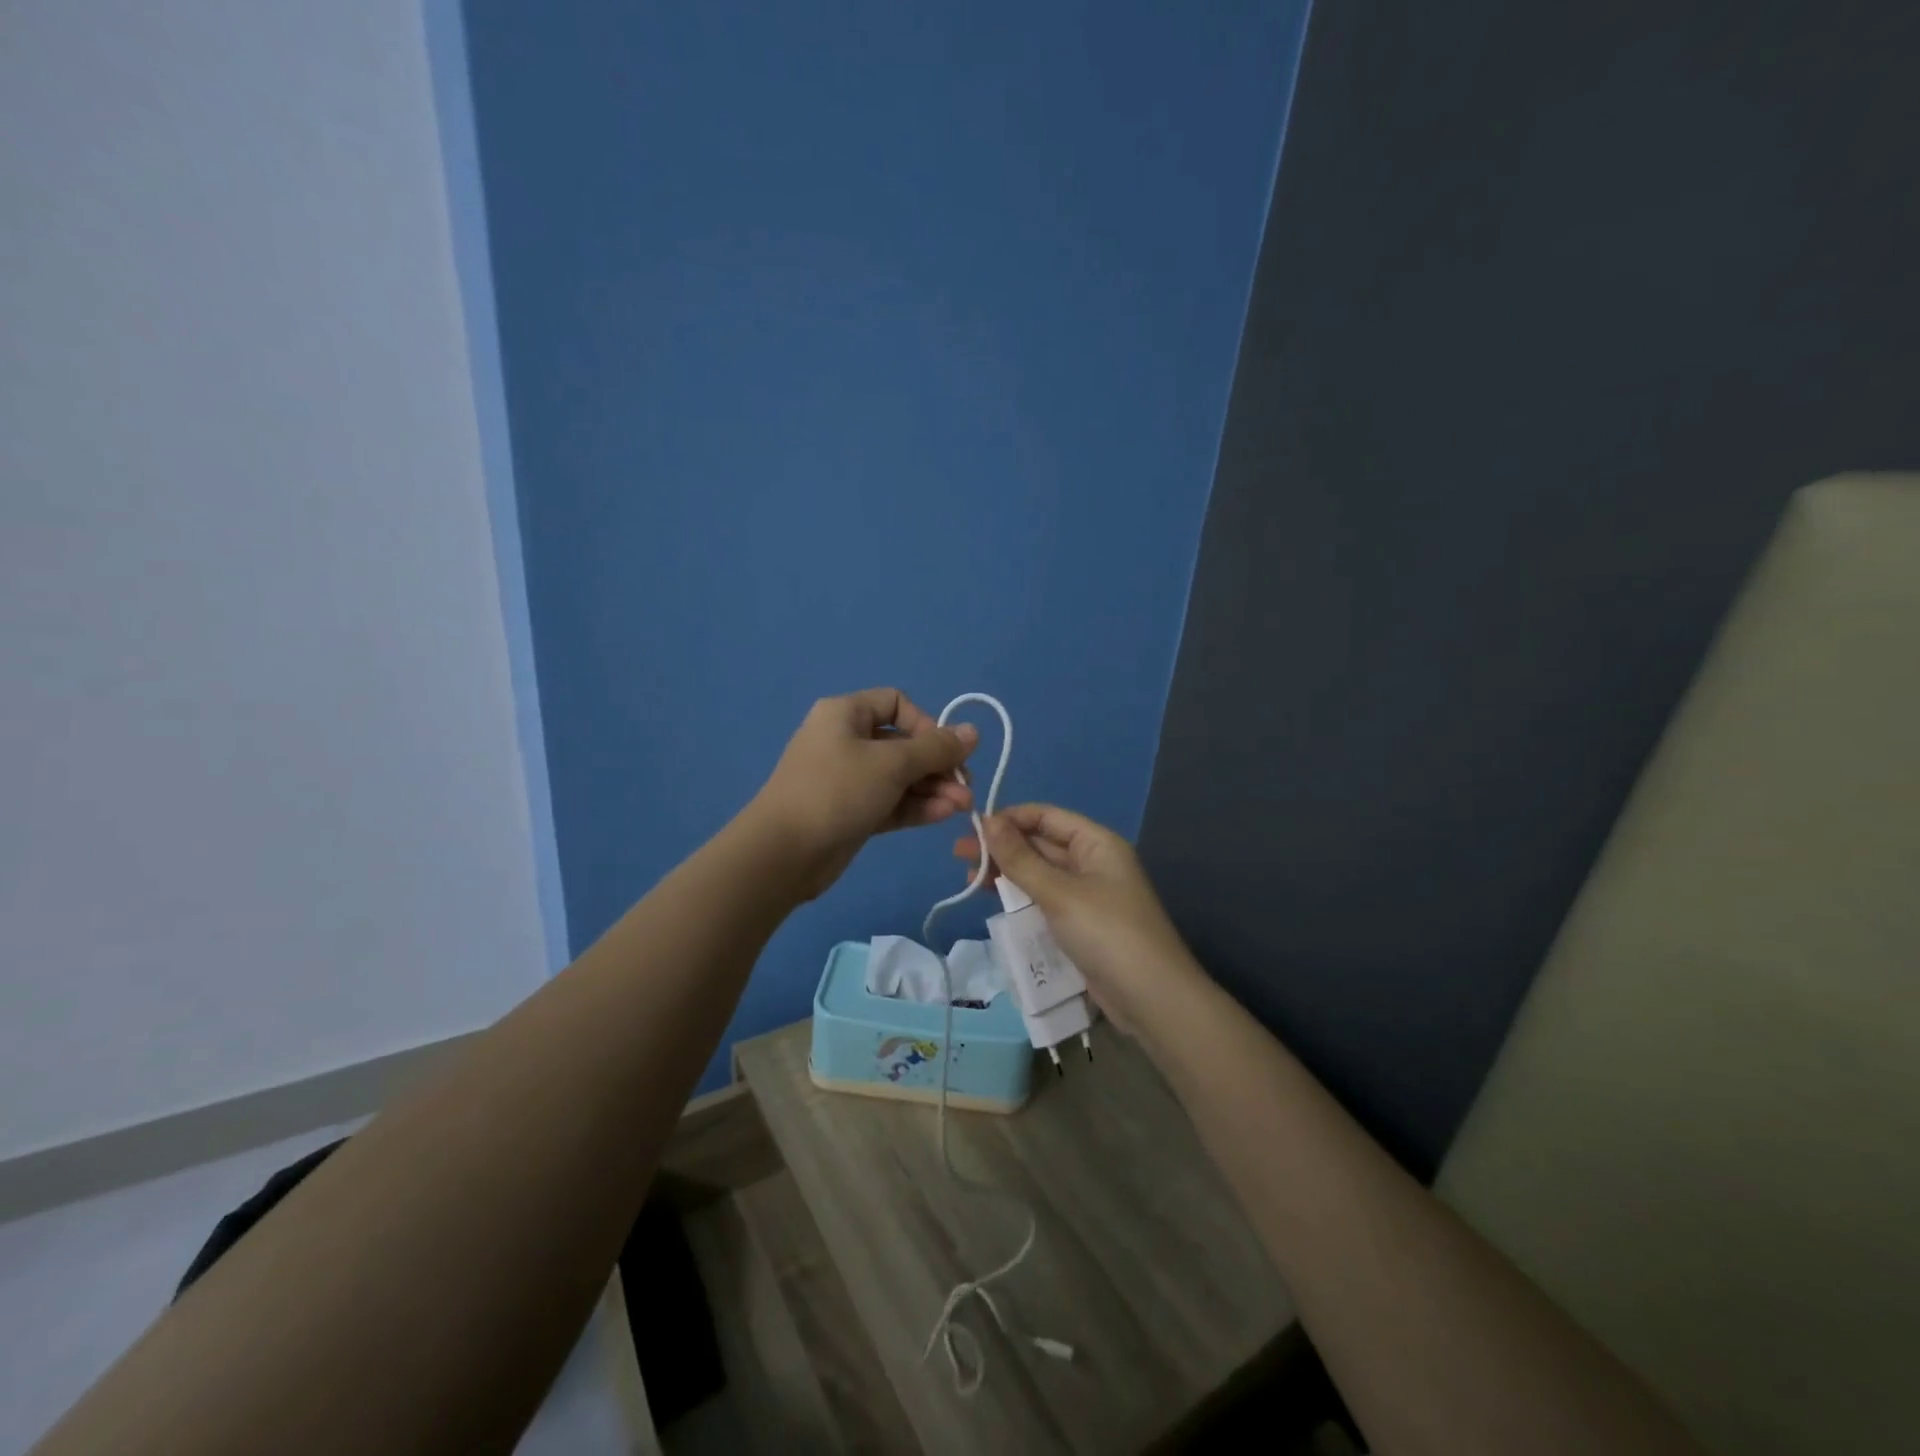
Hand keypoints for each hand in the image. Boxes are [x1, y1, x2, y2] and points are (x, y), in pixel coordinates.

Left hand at [749, 688, 977, 899]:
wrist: (784, 853)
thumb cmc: (837, 791)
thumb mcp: (892, 764)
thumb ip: (936, 748)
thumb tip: (972, 732)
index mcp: (846, 714)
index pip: (896, 703)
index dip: (926, 723)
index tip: (944, 750)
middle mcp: (846, 740)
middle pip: (903, 744)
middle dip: (938, 765)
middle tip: (965, 787)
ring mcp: (848, 779)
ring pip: (900, 777)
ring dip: (933, 788)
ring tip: (962, 807)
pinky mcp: (852, 812)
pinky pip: (891, 802)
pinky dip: (916, 806)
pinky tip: (943, 815)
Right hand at [953, 804, 1202, 1032]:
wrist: (1152, 998)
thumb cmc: (1106, 932)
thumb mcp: (1059, 892)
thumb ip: (1020, 858)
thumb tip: (987, 821)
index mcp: (1096, 843)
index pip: (1046, 816)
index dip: (1010, 818)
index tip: (972, 828)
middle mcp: (1093, 862)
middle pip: (1041, 844)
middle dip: (1002, 848)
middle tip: (959, 856)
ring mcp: (1088, 895)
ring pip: (1040, 874)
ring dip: (1008, 874)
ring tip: (969, 879)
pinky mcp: (1081, 924)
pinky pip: (1046, 900)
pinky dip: (1021, 898)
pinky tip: (995, 902)